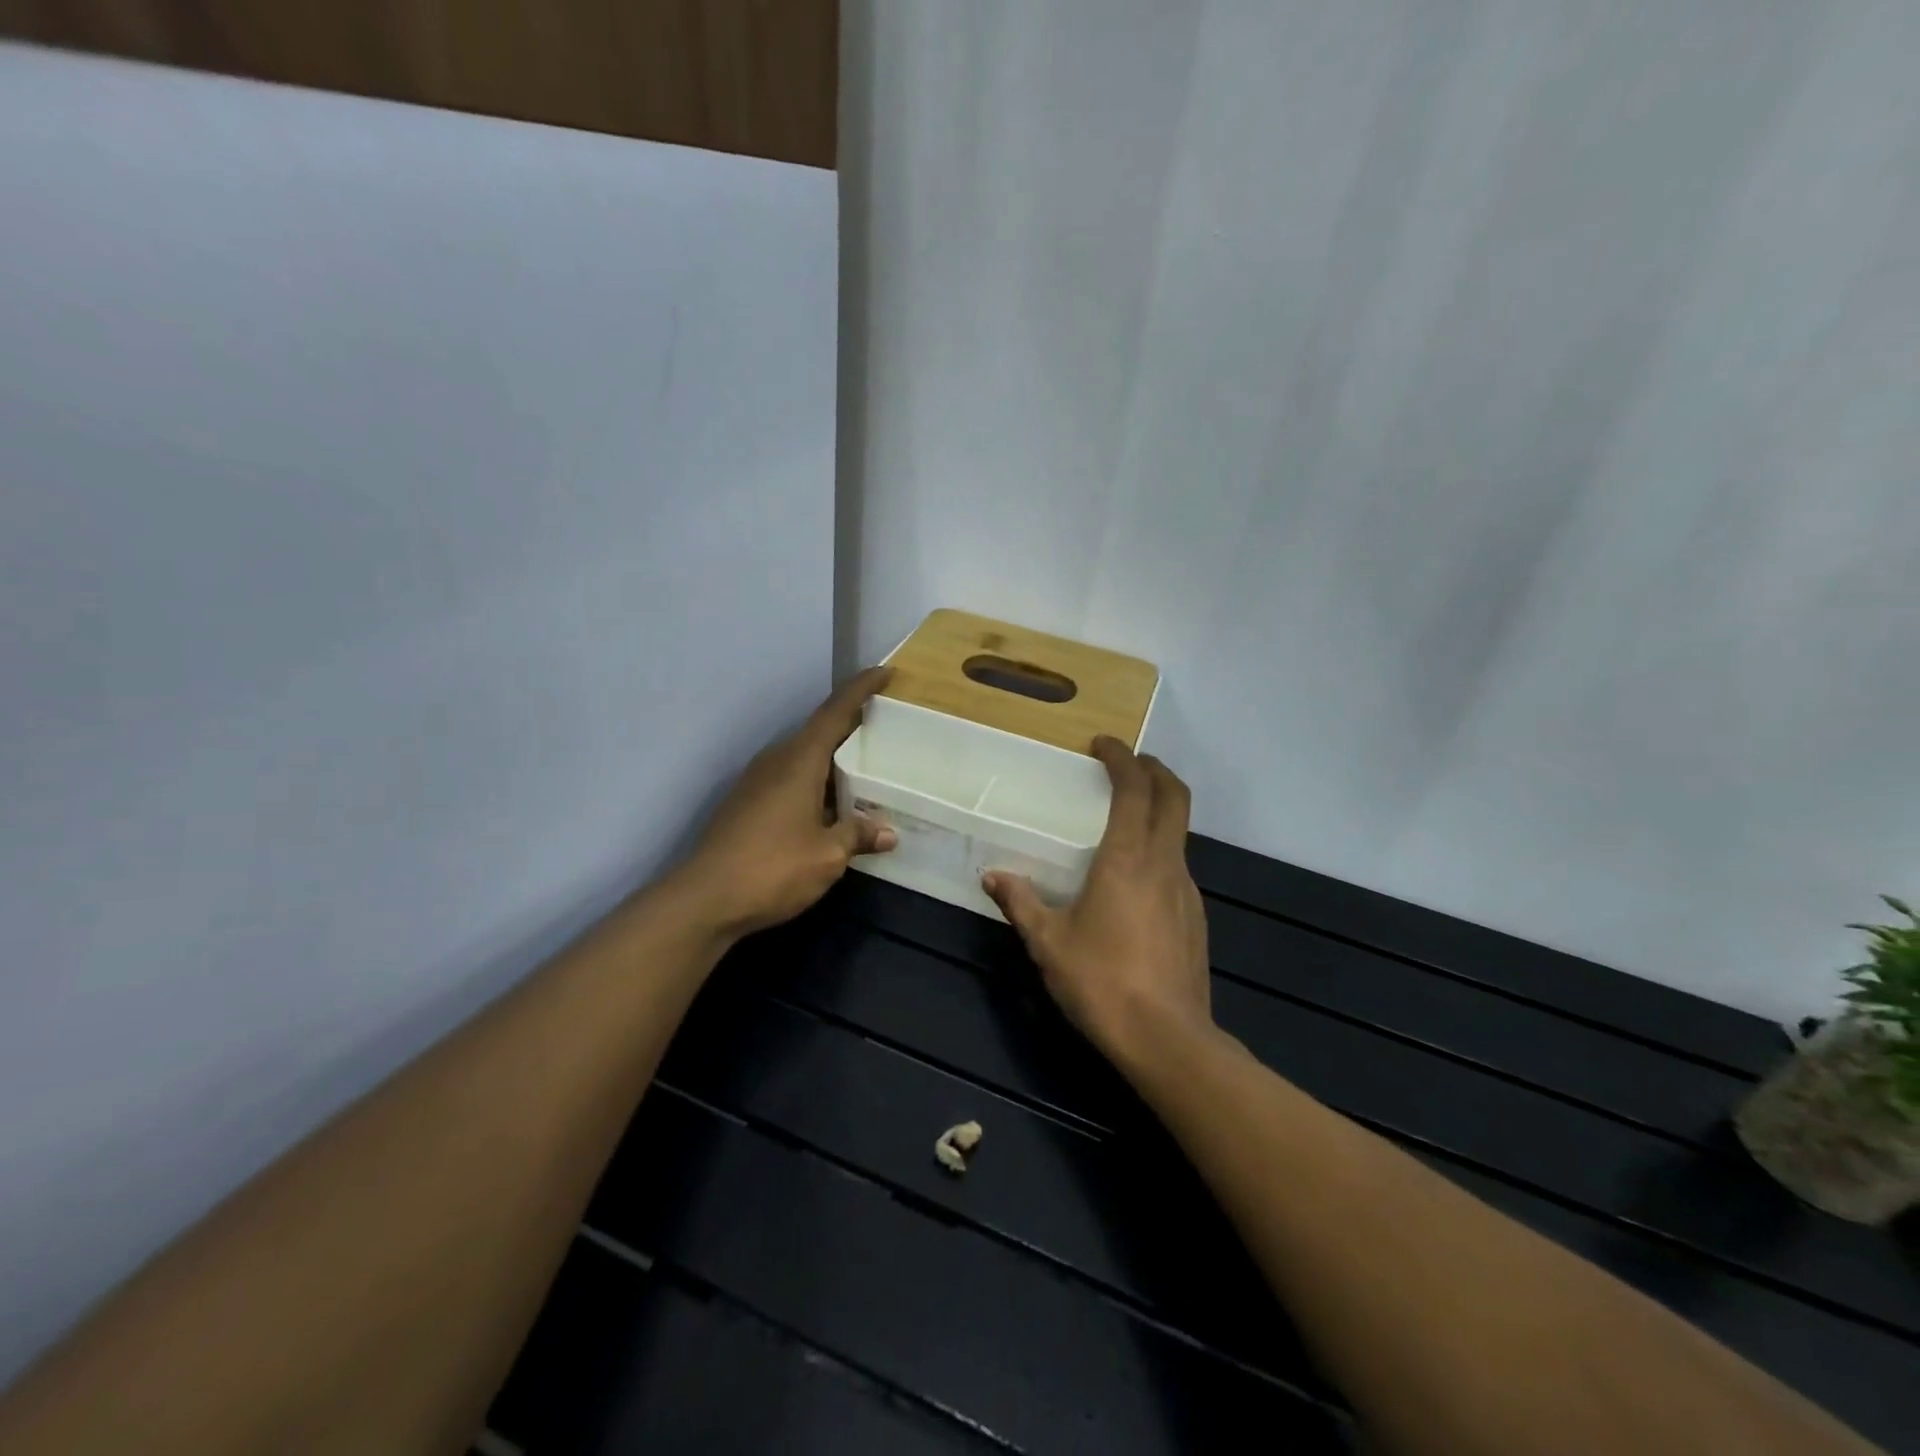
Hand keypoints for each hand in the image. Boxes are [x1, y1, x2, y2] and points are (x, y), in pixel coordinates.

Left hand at [675, 668, 896, 939]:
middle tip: (885, 730)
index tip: (885, 672)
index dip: (861, 689)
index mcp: (799, 761)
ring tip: (864, 771)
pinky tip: (830, 806)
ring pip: (803, 757)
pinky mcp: (746, 803)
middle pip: (819, 731)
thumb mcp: (827, 856)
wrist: (704, 899)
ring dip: (833, 759)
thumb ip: (857, 836)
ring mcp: (756, 781)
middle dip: (852, 727)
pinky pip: (790, 778)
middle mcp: (776, 761)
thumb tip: (887, 832)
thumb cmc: (772, 869)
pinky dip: (815, 781)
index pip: (835, 711)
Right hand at [982, 738, 1213, 1070]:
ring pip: (1180, 831)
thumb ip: (1020, 903)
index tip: (1103, 744)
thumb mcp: (1049, 942)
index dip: (1122, 758)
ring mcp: (1187, 890)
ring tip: (1126, 818)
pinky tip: (1135, 877)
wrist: (1168, 1040)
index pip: (1135, 789)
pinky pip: (1178, 865)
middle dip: (1154, 770)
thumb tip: (992, 876)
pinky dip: (1160, 848)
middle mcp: (1165, 863)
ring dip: (1159, 810)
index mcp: (1128, 858)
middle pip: (1175, 797)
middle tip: (1128, 764)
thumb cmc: (1102, 982)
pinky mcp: (1196, 917)